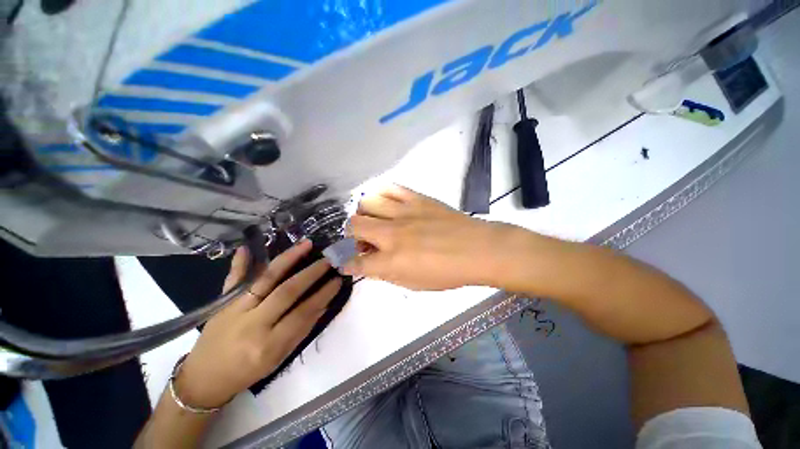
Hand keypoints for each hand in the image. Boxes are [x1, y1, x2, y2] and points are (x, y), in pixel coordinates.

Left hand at [175, 240, 340, 407]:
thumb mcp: (279, 358)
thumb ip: (302, 330)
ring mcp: (234, 310)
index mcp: (269, 345)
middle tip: (328, 260)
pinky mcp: (222, 303)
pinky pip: (234, 279)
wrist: (204, 378)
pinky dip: (241, 263)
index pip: (303, 313)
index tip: (337, 280)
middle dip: (311, 273)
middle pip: (287, 291)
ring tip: (305, 244)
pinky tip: (249, 247)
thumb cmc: (248, 372)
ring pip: (265, 278)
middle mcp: (252, 324)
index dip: (323, 294)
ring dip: (288, 259)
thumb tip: (324, 303)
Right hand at [343, 185, 513, 290]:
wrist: (477, 249)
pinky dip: (382, 194)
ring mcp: (404, 212)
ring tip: (375, 219)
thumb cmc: (448, 273)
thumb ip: (388, 274)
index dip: (347, 264)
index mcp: (391, 260)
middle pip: (354, 225)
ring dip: (365, 213)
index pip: (357, 263)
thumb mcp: (415, 284)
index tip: (346, 263)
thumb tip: (370, 266)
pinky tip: (387, 203)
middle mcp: (391, 233)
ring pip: (367, 202)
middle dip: (352, 234)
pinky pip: (390, 188)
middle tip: (365, 240)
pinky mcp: (416, 198)